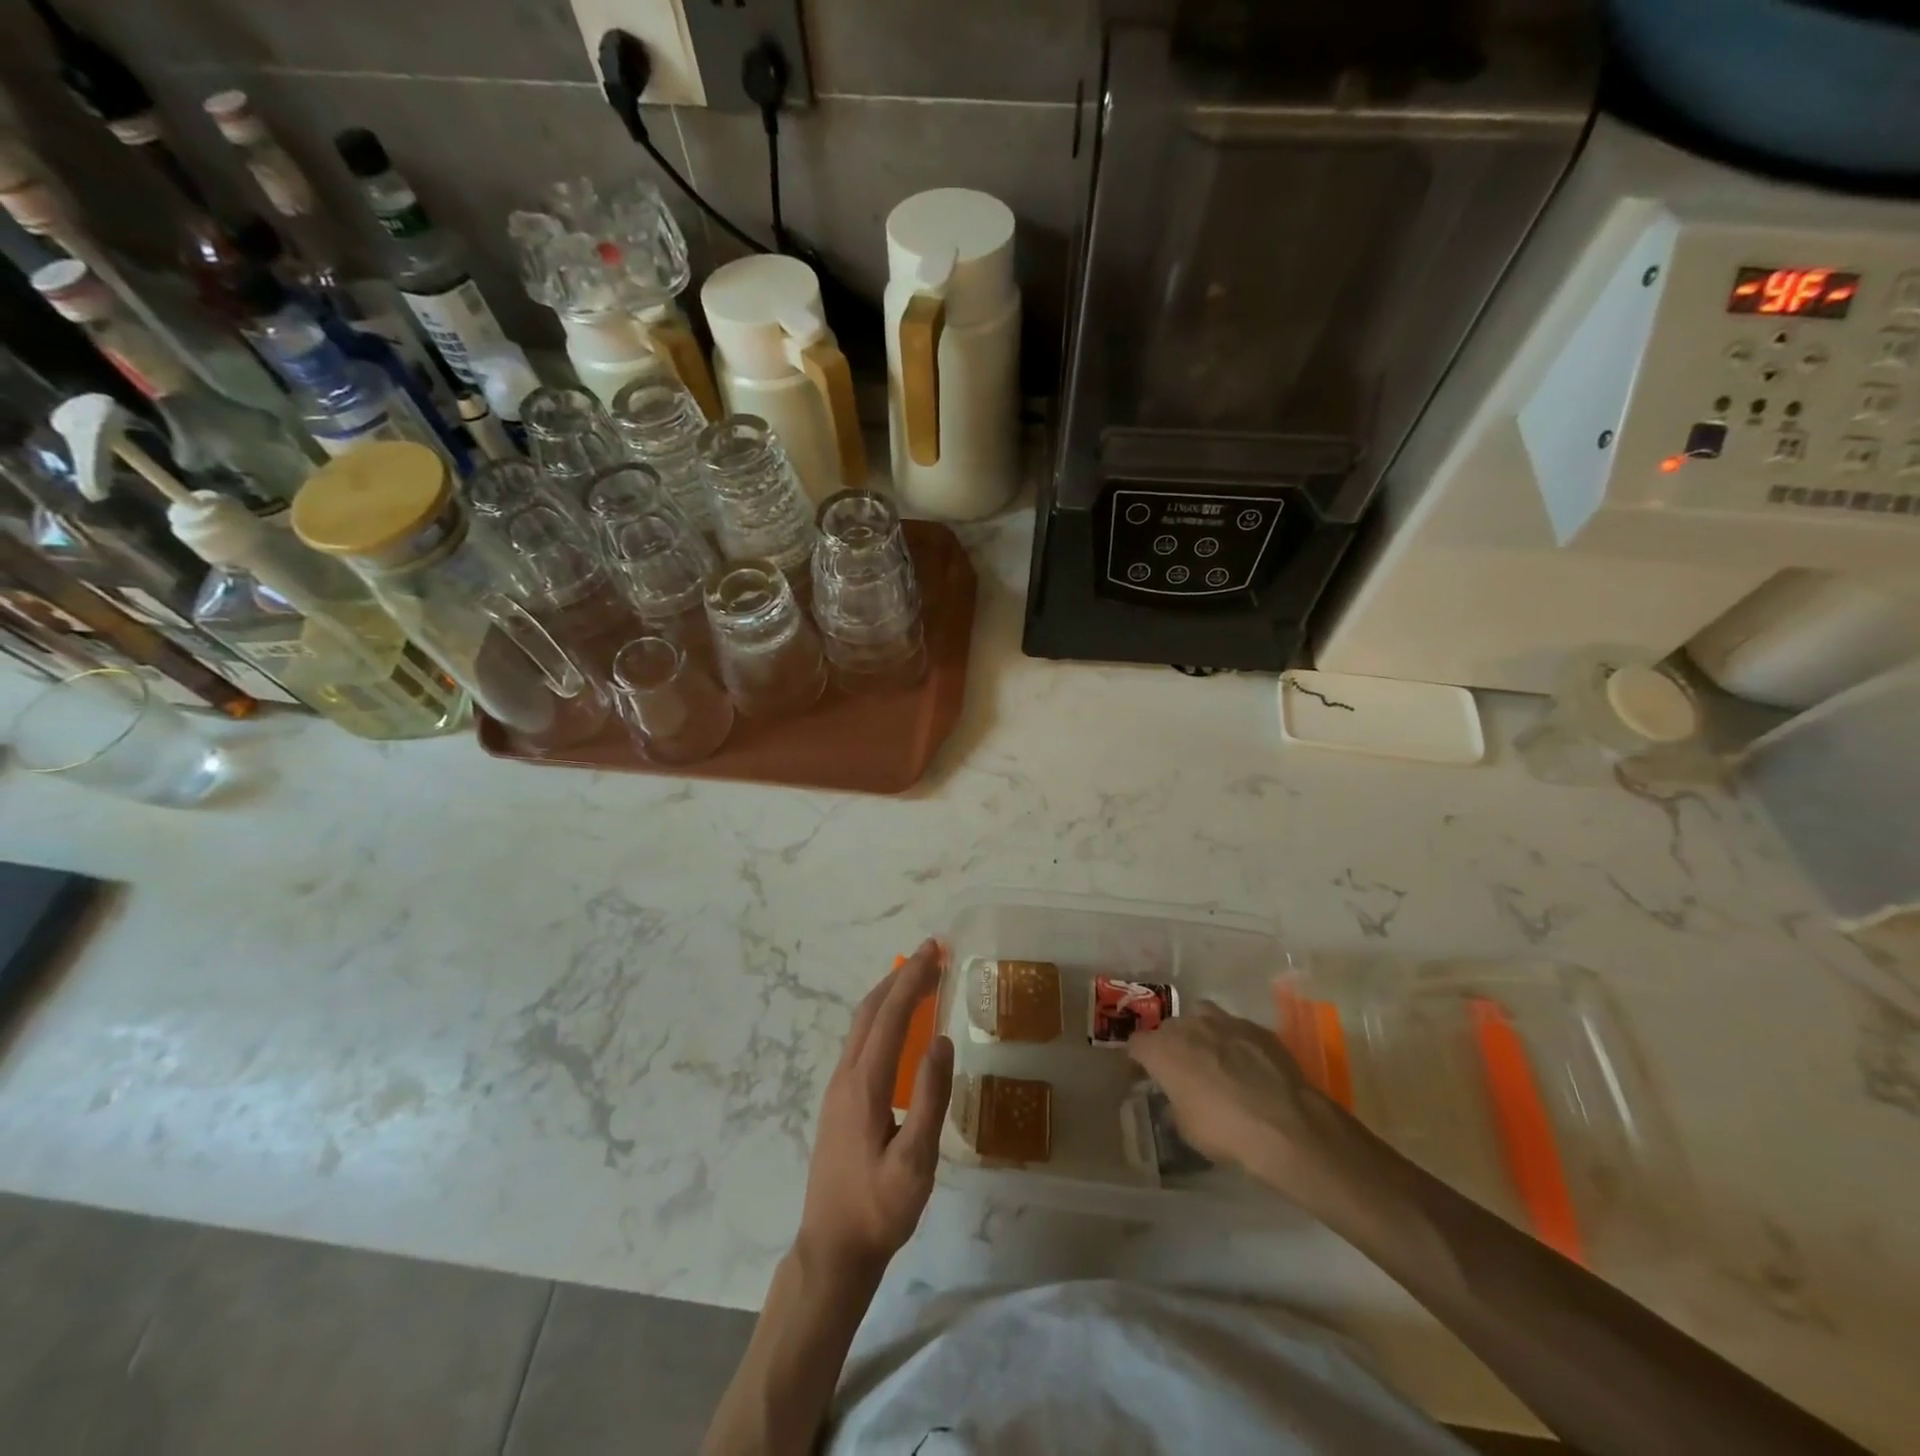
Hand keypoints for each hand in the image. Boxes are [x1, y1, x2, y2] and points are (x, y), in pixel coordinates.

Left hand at [797, 939, 953, 1281]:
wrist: (831, 1250)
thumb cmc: (879, 1209)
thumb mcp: (915, 1162)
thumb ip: (929, 1099)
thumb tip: (943, 1040)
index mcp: (864, 1084)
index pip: (891, 1016)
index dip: (913, 979)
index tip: (934, 950)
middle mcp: (846, 1076)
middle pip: (871, 1010)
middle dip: (901, 976)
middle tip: (932, 953)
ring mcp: (838, 1088)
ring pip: (862, 1024)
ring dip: (890, 994)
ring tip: (920, 978)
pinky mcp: (839, 1101)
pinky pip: (860, 1041)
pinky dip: (883, 1017)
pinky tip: (899, 1026)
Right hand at [1127, 1001, 1351, 1207]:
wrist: (1287, 1127)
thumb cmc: (1225, 1132)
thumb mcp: (1187, 1130)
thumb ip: (1174, 1106)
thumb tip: (1174, 1102)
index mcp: (1162, 1049)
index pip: (1136, 1043)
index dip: (1140, 1059)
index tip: (1146, 1074)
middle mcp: (1188, 1026)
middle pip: (1169, 1028)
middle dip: (1171, 1045)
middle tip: (1182, 1071)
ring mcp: (1224, 1021)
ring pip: (1202, 1016)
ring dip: (1202, 1034)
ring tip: (1214, 1058)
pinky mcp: (1256, 1027)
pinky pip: (1235, 1027)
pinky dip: (1234, 1041)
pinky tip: (1248, 1064)